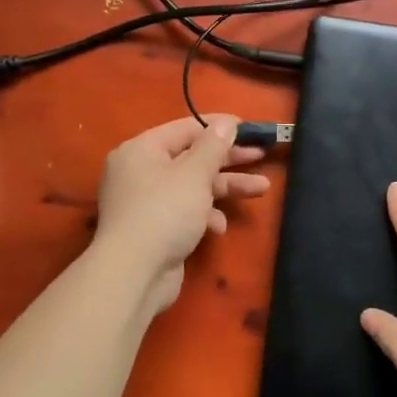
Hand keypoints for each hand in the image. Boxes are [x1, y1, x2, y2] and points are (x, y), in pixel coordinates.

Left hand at [93, 115, 269, 311]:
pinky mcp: (155, 229)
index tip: (249, 128)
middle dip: (229, 160)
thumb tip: (226, 123)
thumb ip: (213, 146)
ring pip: (194, 186)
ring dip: (226, 188)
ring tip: (261, 189)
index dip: (218, 127)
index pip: (185, 129)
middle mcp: (141, 172)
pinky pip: (186, 212)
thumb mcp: (194, 173)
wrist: (135, 273)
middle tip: (261, 154)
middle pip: (192, 158)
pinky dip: (205, 215)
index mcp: (142, 150)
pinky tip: (219, 227)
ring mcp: (147, 202)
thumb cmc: (165, 212)